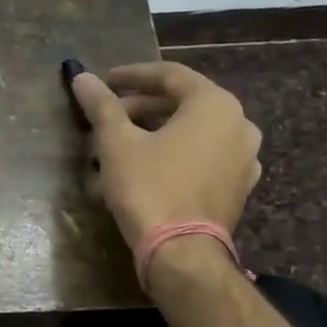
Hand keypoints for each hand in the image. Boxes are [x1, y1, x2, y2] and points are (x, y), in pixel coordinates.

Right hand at [69, 60, 262, 250]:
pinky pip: (203, 157)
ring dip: (156, 131)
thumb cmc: (149, 187)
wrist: (182, 251)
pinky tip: (147, 167)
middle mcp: (239, 124)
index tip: (105, 81)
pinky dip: (175, 153)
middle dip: (141, 107)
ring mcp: (244, 158)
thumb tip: (82, 77)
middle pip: (184, 103)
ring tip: (121, 143)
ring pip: (193, 131)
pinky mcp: (237, 187)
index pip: (170, 75)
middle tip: (107, 116)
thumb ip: (102, 106)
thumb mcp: (116, 143)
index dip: (133, 75)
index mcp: (215, 104)